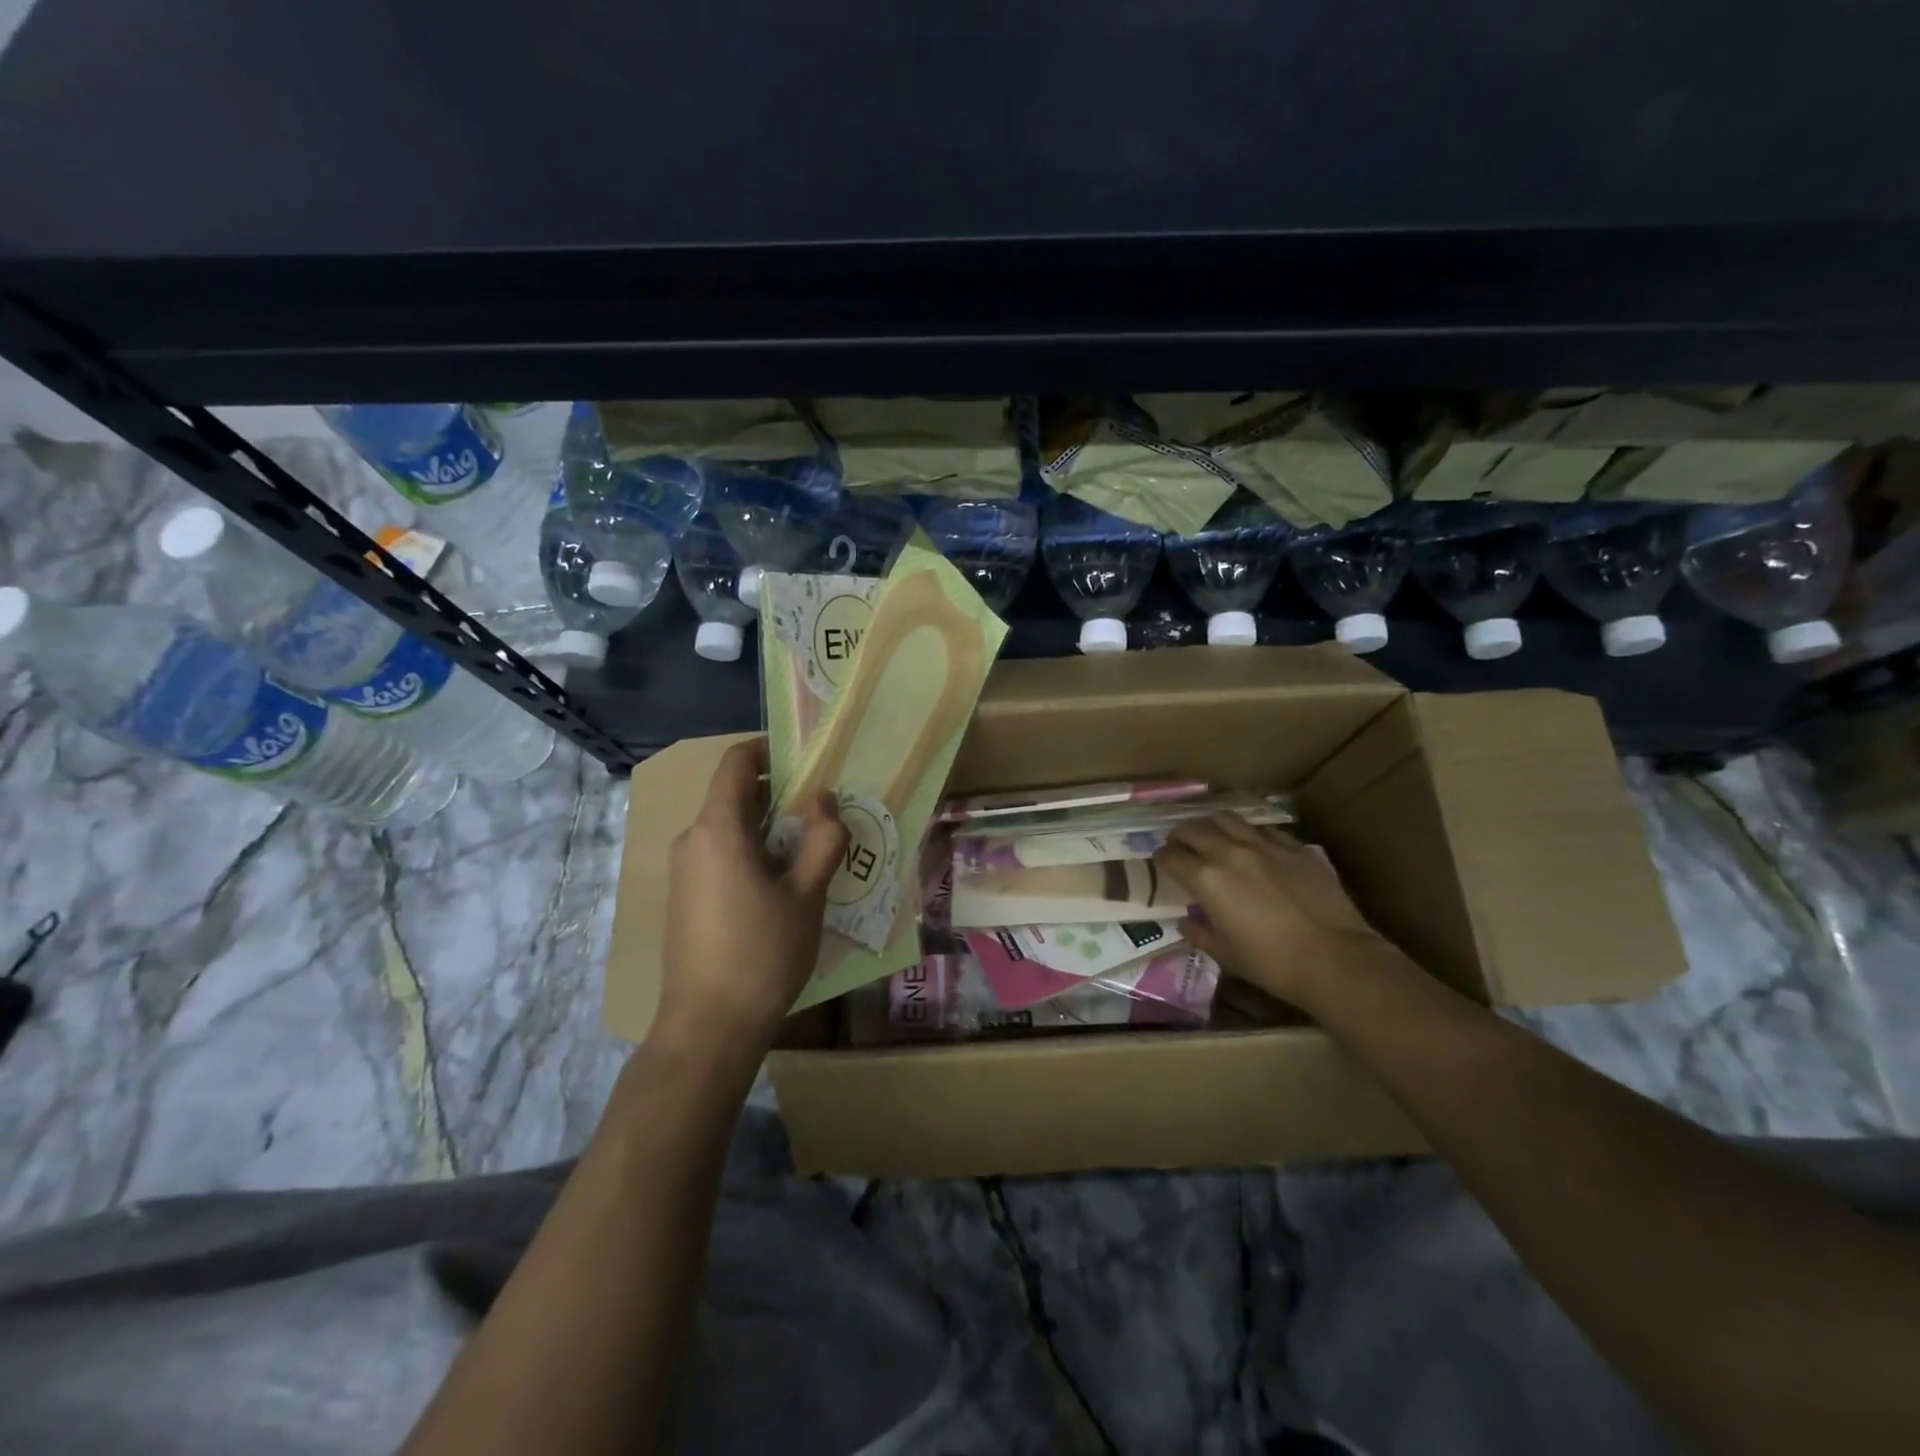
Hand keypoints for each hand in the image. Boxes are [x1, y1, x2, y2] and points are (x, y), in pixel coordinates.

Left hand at [656, 739, 847, 1053]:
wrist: (708, 1027)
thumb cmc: (763, 954)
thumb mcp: (807, 895)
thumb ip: (822, 839)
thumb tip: (825, 798)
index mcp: (718, 829)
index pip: (736, 762)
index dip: (768, 749)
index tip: (806, 758)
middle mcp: (692, 840)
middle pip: (734, 795)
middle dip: (779, 793)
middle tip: (823, 810)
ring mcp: (683, 870)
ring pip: (728, 827)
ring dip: (768, 826)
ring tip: (811, 849)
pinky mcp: (684, 897)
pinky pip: (719, 853)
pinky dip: (751, 851)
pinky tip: (781, 884)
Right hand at [1153, 814, 1391, 1006]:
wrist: (1335, 959)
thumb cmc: (1272, 963)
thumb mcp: (1225, 954)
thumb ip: (1199, 932)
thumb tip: (1187, 922)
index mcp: (1206, 879)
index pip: (1171, 856)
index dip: (1162, 858)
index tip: (1162, 862)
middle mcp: (1229, 852)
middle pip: (1193, 829)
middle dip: (1181, 836)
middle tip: (1181, 846)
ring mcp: (1264, 845)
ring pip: (1227, 818)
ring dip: (1212, 825)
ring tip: (1214, 836)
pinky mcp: (1294, 847)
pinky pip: (1263, 829)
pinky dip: (1250, 833)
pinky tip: (1254, 846)